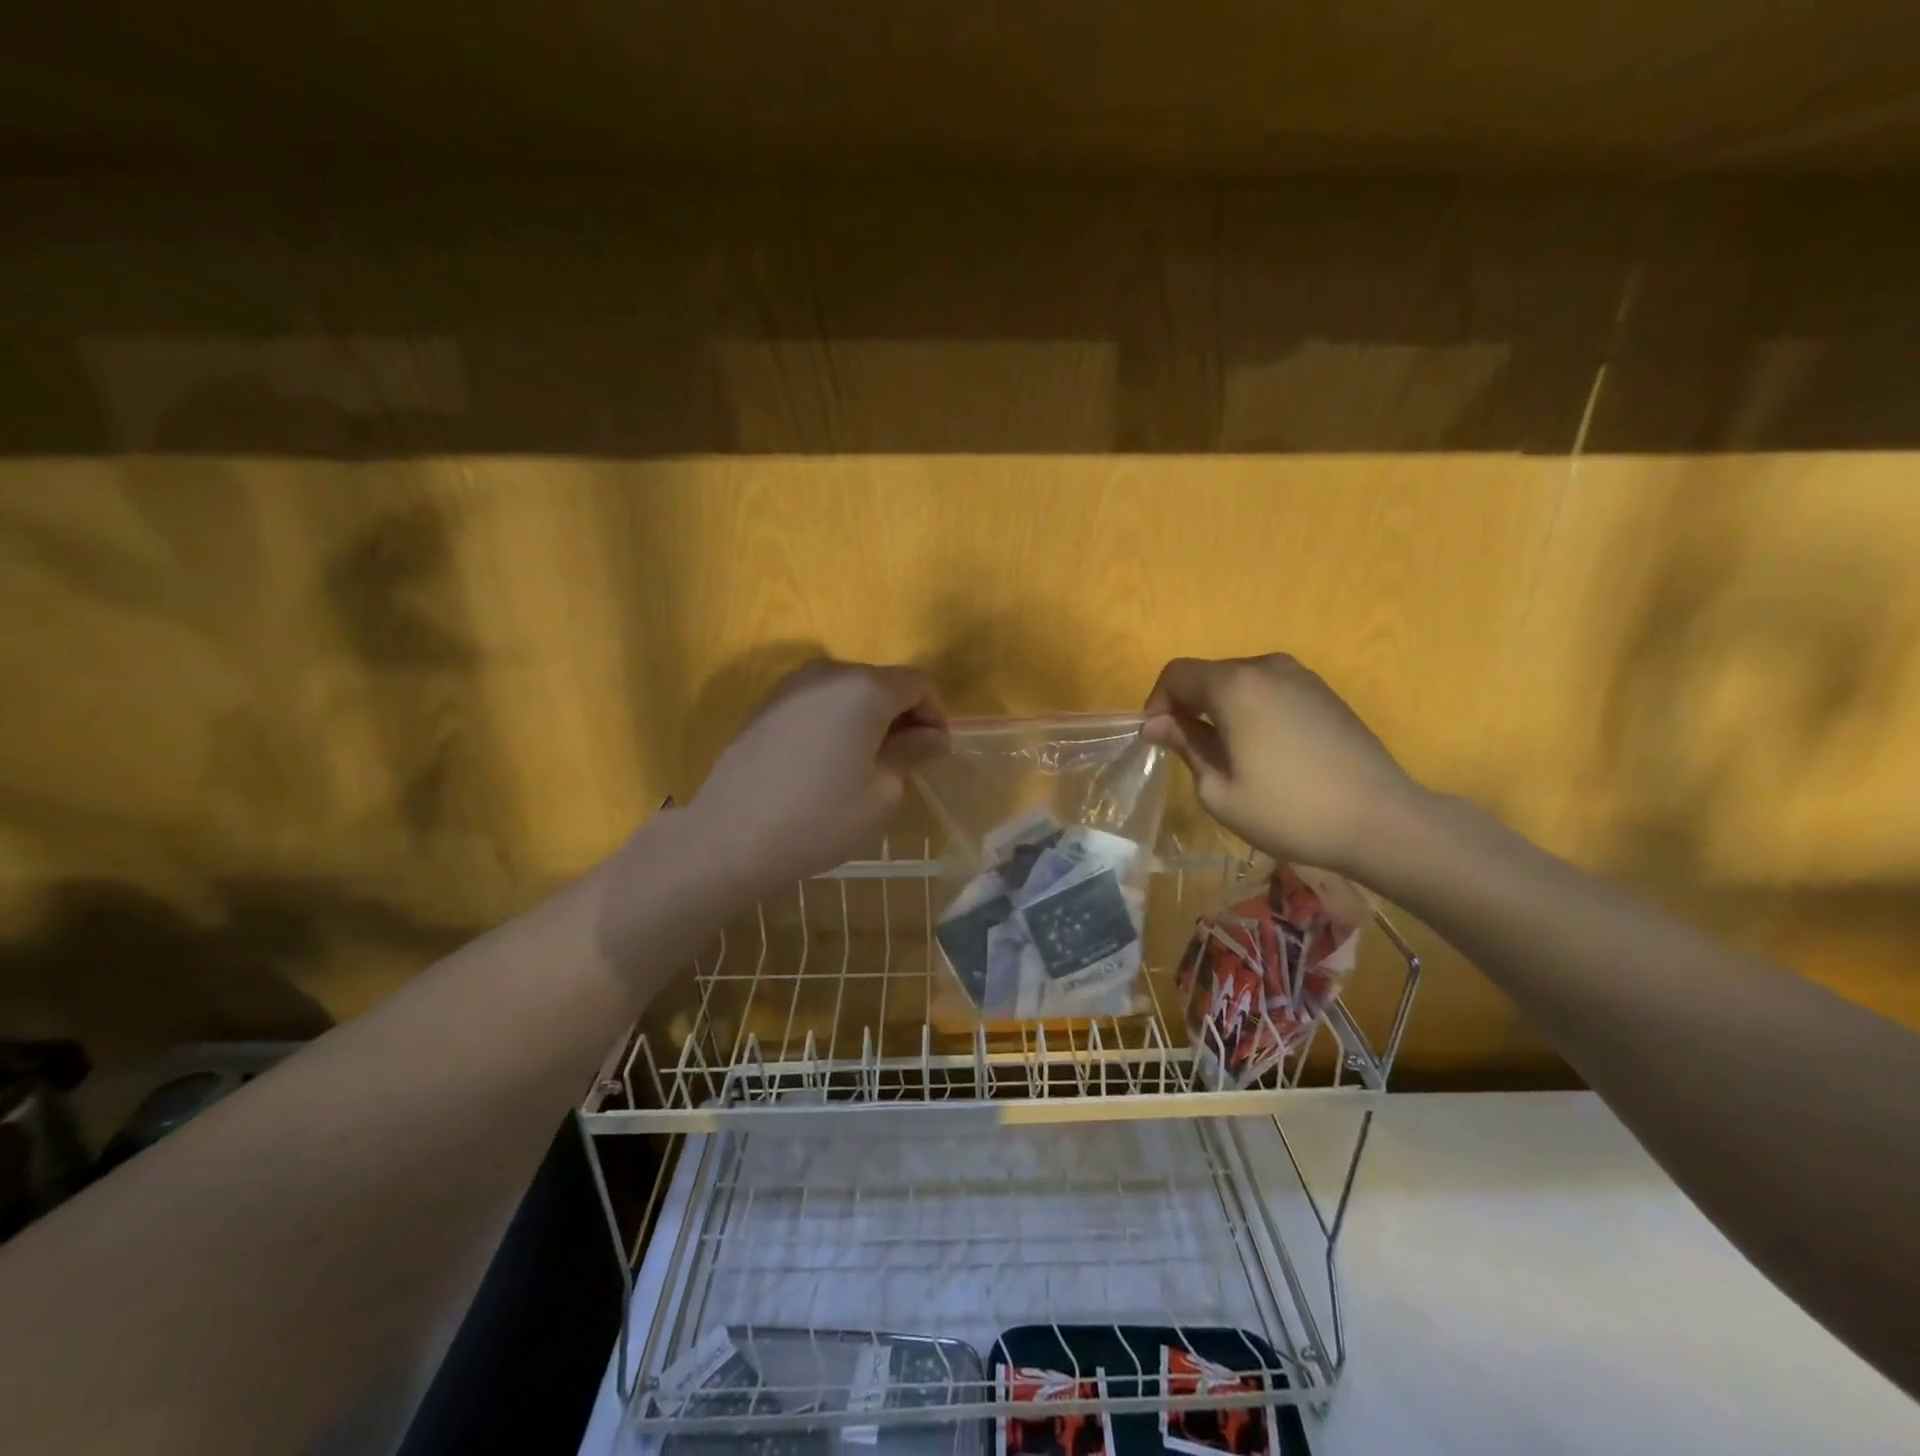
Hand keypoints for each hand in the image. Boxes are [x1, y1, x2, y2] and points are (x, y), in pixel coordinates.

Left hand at [685, 659, 949, 897]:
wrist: (731, 836)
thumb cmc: (820, 817)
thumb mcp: (882, 792)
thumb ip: (911, 753)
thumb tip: (932, 738)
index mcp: (865, 688)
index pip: (918, 683)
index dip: (936, 714)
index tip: (936, 752)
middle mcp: (828, 673)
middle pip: (881, 682)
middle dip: (903, 715)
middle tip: (908, 760)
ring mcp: (791, 686)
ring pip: (848, 692)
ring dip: (868, 719)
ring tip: (868, 763)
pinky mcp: (766, 705)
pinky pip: (818, 703)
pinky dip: (836, 722)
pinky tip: (829, 762)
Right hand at [1142, 654, 1424, 877]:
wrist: (1381, 820)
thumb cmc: (1288, 810)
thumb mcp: (1219, 790)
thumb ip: (1185, 745)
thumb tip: (1158, 724)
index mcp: (1234, 686)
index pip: (1177, 674)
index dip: (1157, 702)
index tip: (1157, 739)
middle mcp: (1267, 667)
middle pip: (1209, 674)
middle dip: (1188, 706)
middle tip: (1187, 750)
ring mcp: (1301, 677)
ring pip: (1240, 682)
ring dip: (1220, 708)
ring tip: (1226, 753)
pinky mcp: (1324, 693)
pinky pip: (1270, 691)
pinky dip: (1252, 710)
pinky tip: (1264, 751)